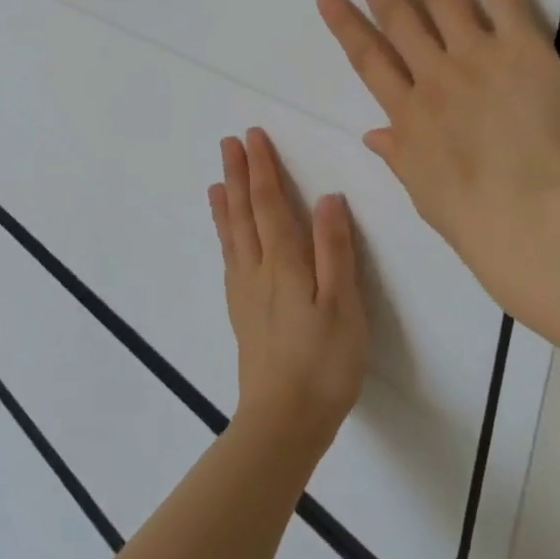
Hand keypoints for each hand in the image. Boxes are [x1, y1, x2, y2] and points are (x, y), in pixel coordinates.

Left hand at [208, 129, 367, 461]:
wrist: (283, 421)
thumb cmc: (323, 362)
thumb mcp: (342, 304)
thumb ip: (334, 249)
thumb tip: (327, 197)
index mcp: (284, 262)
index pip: (269, 203)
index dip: (262, 168)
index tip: (252, 137)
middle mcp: (257, 269)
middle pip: (243, 213)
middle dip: (237, 175)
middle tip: (227, 144)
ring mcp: (245, 292)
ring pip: (231, 235)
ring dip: (226, 203)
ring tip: (217, 181)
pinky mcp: (242, 314)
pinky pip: (229, 260)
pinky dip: (224, 237)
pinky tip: (227, 240)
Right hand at [317, 0, 559, 316]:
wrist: (535, 219)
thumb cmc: (478, 220)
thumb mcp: (424, 192)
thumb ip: (400, 154)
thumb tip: (374, 134)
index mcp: (407, 115)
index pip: (368, 59)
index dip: (346, 25)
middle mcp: (432, 75)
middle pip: (395, 14)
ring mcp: (474, 56)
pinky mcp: (520, 47)